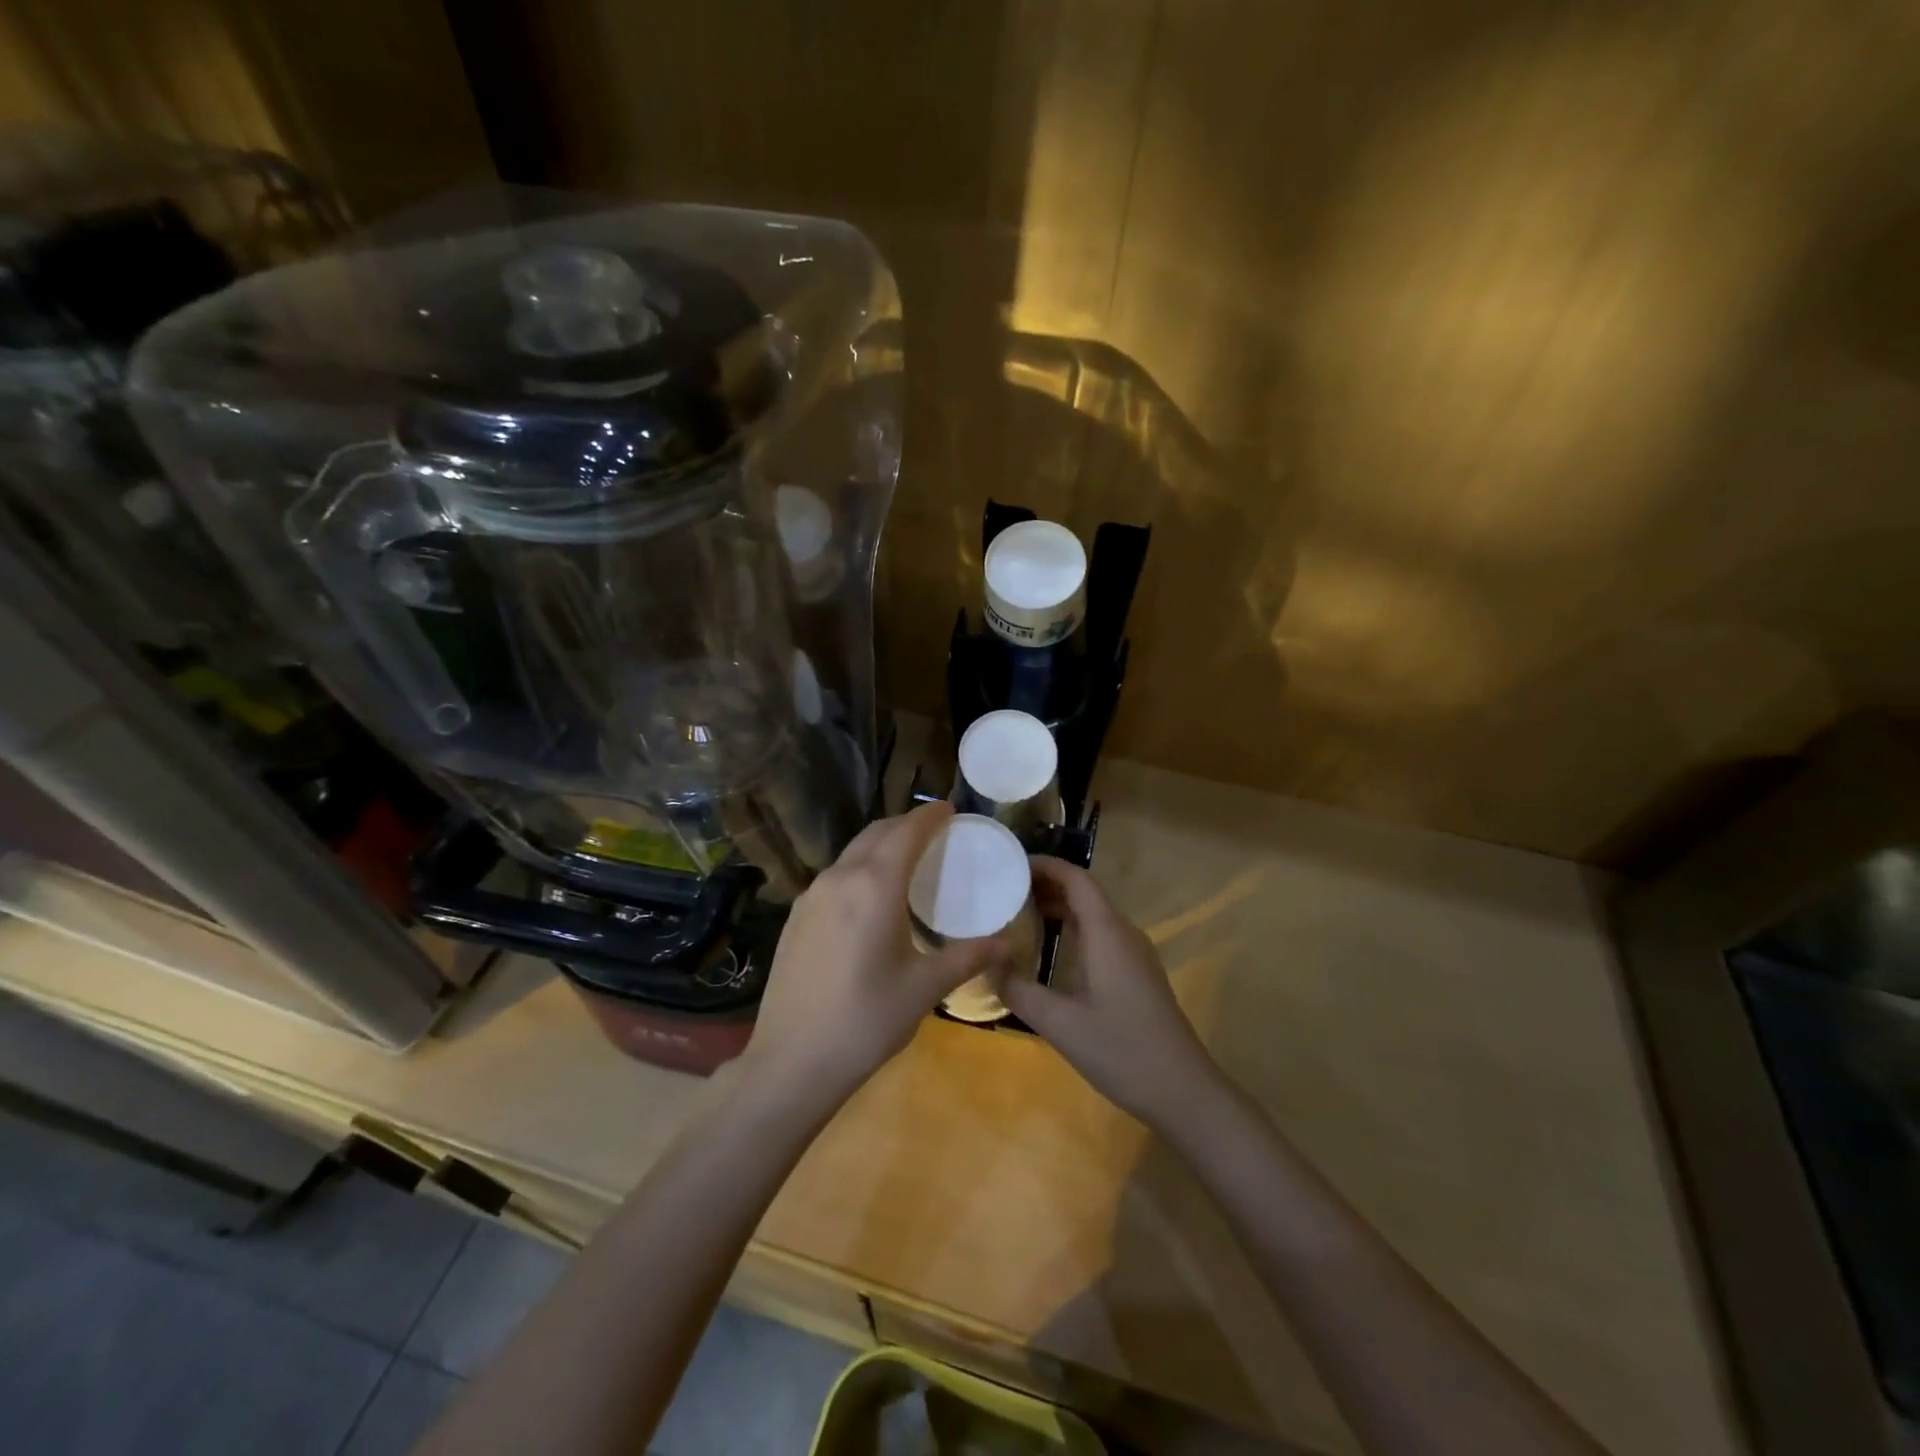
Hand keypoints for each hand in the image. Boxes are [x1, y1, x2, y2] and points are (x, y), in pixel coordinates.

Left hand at [743, 802, 1006, 1108]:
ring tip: (906, 863)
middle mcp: (839, 878)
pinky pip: (835, 876)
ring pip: (851, 853)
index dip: (930, 817)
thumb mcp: (925, 988)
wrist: (791, 1061)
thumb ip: (968, 957)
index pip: (906, 832)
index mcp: (875, 886)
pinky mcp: (795, 917)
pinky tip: (870, 899)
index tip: (950, 809)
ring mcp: (811, 896)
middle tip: (934, 834)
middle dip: (905, 826)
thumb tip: (1007, 942)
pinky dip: (859, 869)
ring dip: (880, 846)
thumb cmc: (867, 1021)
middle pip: (876, 834)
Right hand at [997, 857, 1222, 1131]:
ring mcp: (1134, 953)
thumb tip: (987, 964)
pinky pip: (1101, 934)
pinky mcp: (1137, 972)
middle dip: (1045, 885)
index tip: (1009, 864)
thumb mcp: (1059, 1024)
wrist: (1183, 1090)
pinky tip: (1050, 951)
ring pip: (1093, 914)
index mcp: (1107, 932)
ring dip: (1059, 908)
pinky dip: (1073, 929)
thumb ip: (1019, 990)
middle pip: (1084, 893)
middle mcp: (1123, 933)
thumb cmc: (1121, 1050)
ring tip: (1017, 915)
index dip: (1044, 865)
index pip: (1076, 879)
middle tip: (1002, 890)